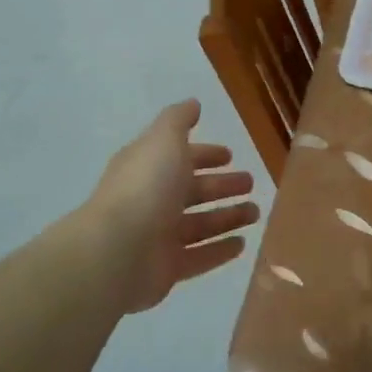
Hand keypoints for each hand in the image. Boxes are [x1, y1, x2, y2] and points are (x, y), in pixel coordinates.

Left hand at [85, 99, 258, 312]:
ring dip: (227, 217)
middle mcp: (152, 200)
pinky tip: (243, 244)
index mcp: (148, 167)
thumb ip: (179, 120)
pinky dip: (219, 250)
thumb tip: (193, 103)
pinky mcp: (167, 268)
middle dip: (221, 185)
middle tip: (250, 183)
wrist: (116, 251)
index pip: (181, 157)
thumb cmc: (145, 187)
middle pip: (192, 191)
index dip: (205, 154)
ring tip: (255, 213)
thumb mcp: (163, 140)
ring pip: (199, 224)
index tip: (230, 155)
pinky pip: (199, 257)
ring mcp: (158, 236)